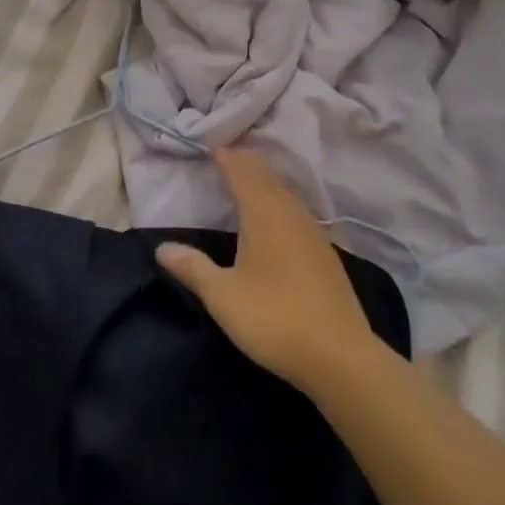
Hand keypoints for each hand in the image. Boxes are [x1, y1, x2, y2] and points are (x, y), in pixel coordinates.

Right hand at [155, 147, 373, 395]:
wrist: (342, 359)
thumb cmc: (274, 318)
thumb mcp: (222, 295)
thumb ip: (192, 268)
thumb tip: (162, 248)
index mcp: (264, 213)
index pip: (242, 171)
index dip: (226, 156)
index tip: (210, 144)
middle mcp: (291, 214)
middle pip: (266, 177)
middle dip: (245, 164)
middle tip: (225, 157)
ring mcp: (314, 234)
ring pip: (285, 194)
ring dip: (264, 183)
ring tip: (246, 182)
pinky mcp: (327, 256)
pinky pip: (297, 213)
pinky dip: (280, 204)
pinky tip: (276, 221)